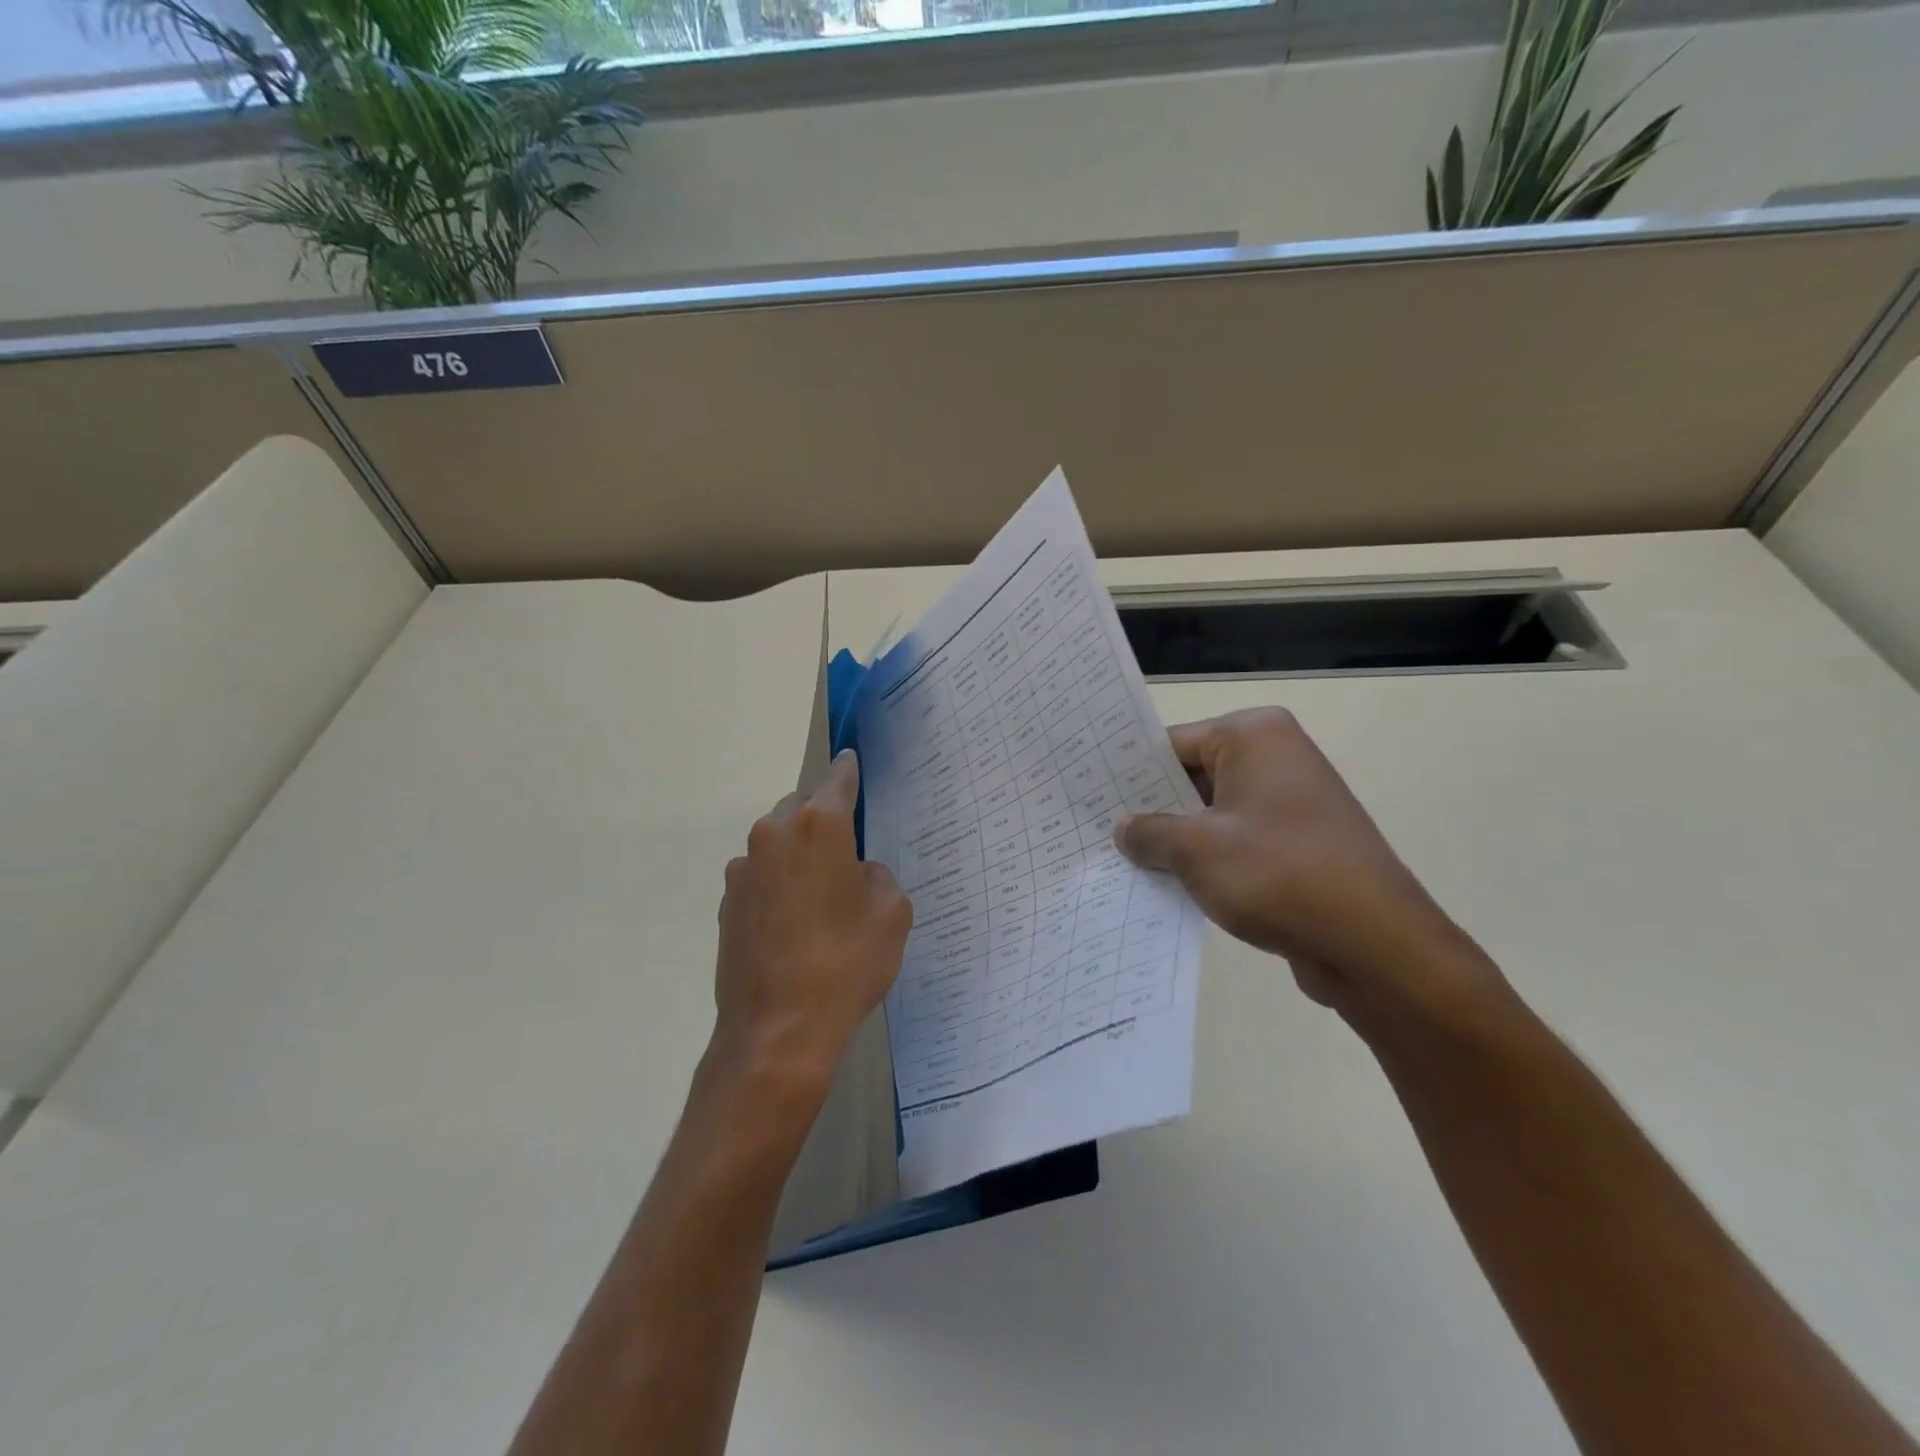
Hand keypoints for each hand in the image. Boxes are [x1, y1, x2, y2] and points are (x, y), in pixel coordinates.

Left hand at [714, 750, 912, 1087]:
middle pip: (801, 807)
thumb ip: (878, 877)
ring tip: (817, 891)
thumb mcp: (892, 914)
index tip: (851, 760)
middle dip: (821, 816)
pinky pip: (759, 875)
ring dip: (796, 852)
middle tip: (844, 847)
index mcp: (819, 827)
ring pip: (775, 841)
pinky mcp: (726, 902)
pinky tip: (791, 920)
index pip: (837, 780)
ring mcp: (743, 869)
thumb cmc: (846, 963)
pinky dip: (776, 882)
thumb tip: (857, 873)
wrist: (778, 1030)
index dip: (848, 770)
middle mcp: (774, 834)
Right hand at [1114, 708, 1506, 1026]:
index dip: (1128, 772)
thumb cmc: (1278, 873)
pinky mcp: (1296, 846)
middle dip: (1150, 809)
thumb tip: (1124, 828)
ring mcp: (1289, 804)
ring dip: (1175, 840)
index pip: (1172, 743)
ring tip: (1120, 860)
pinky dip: (1205, 861)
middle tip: (1095, 830)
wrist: (1374, 945)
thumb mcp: (1196, 849)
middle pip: (1192, 776)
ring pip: (1211, 813)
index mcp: (1254, 736)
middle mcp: (1275, 758)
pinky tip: (1166, 885)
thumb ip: (1149, 832)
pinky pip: (1235, 842)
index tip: (1087, 794)